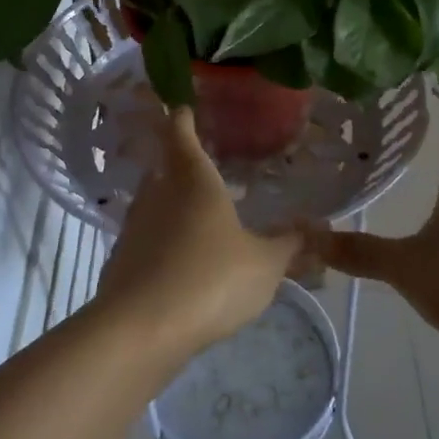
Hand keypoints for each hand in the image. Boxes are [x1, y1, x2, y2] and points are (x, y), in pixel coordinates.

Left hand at [94, 108, 303, 353]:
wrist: (142, 330)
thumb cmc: (212, 279)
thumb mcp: (265, 265)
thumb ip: (290, 245)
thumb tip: (318, 228)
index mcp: (192, 180)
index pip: (180, 133)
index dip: (182, 118)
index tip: (184, 108)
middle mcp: (156, 194)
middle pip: (164, 169)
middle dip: (182, 167)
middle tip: (206, 171)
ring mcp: (133, 228)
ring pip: (154, 206)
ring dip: (172, 208)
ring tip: (200, 220)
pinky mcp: (121, 262)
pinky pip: (146, 242)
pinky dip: (162, 244)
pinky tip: (182, 264)